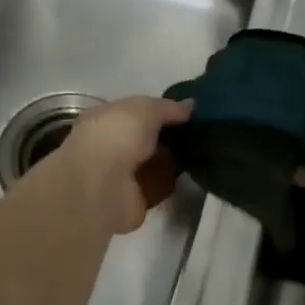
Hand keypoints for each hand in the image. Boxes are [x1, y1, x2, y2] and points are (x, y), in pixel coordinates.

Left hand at [51, 96, 192, 234]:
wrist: (102, 187)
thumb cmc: (117, 138)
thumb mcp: (146, 110)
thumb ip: (169, 108)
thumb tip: (191, 106)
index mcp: (105, 119)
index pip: (136, 112)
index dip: (161, 111)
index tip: (188, 113)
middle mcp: (111, 146)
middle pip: (147, 139)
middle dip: (171, 136)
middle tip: (199, 132)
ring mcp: (122, 174)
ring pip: (155, 163)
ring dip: (174, 159)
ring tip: (201, 152)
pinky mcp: (134, 198)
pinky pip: (159, 186)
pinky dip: (172, 182)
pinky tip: (190, 174)